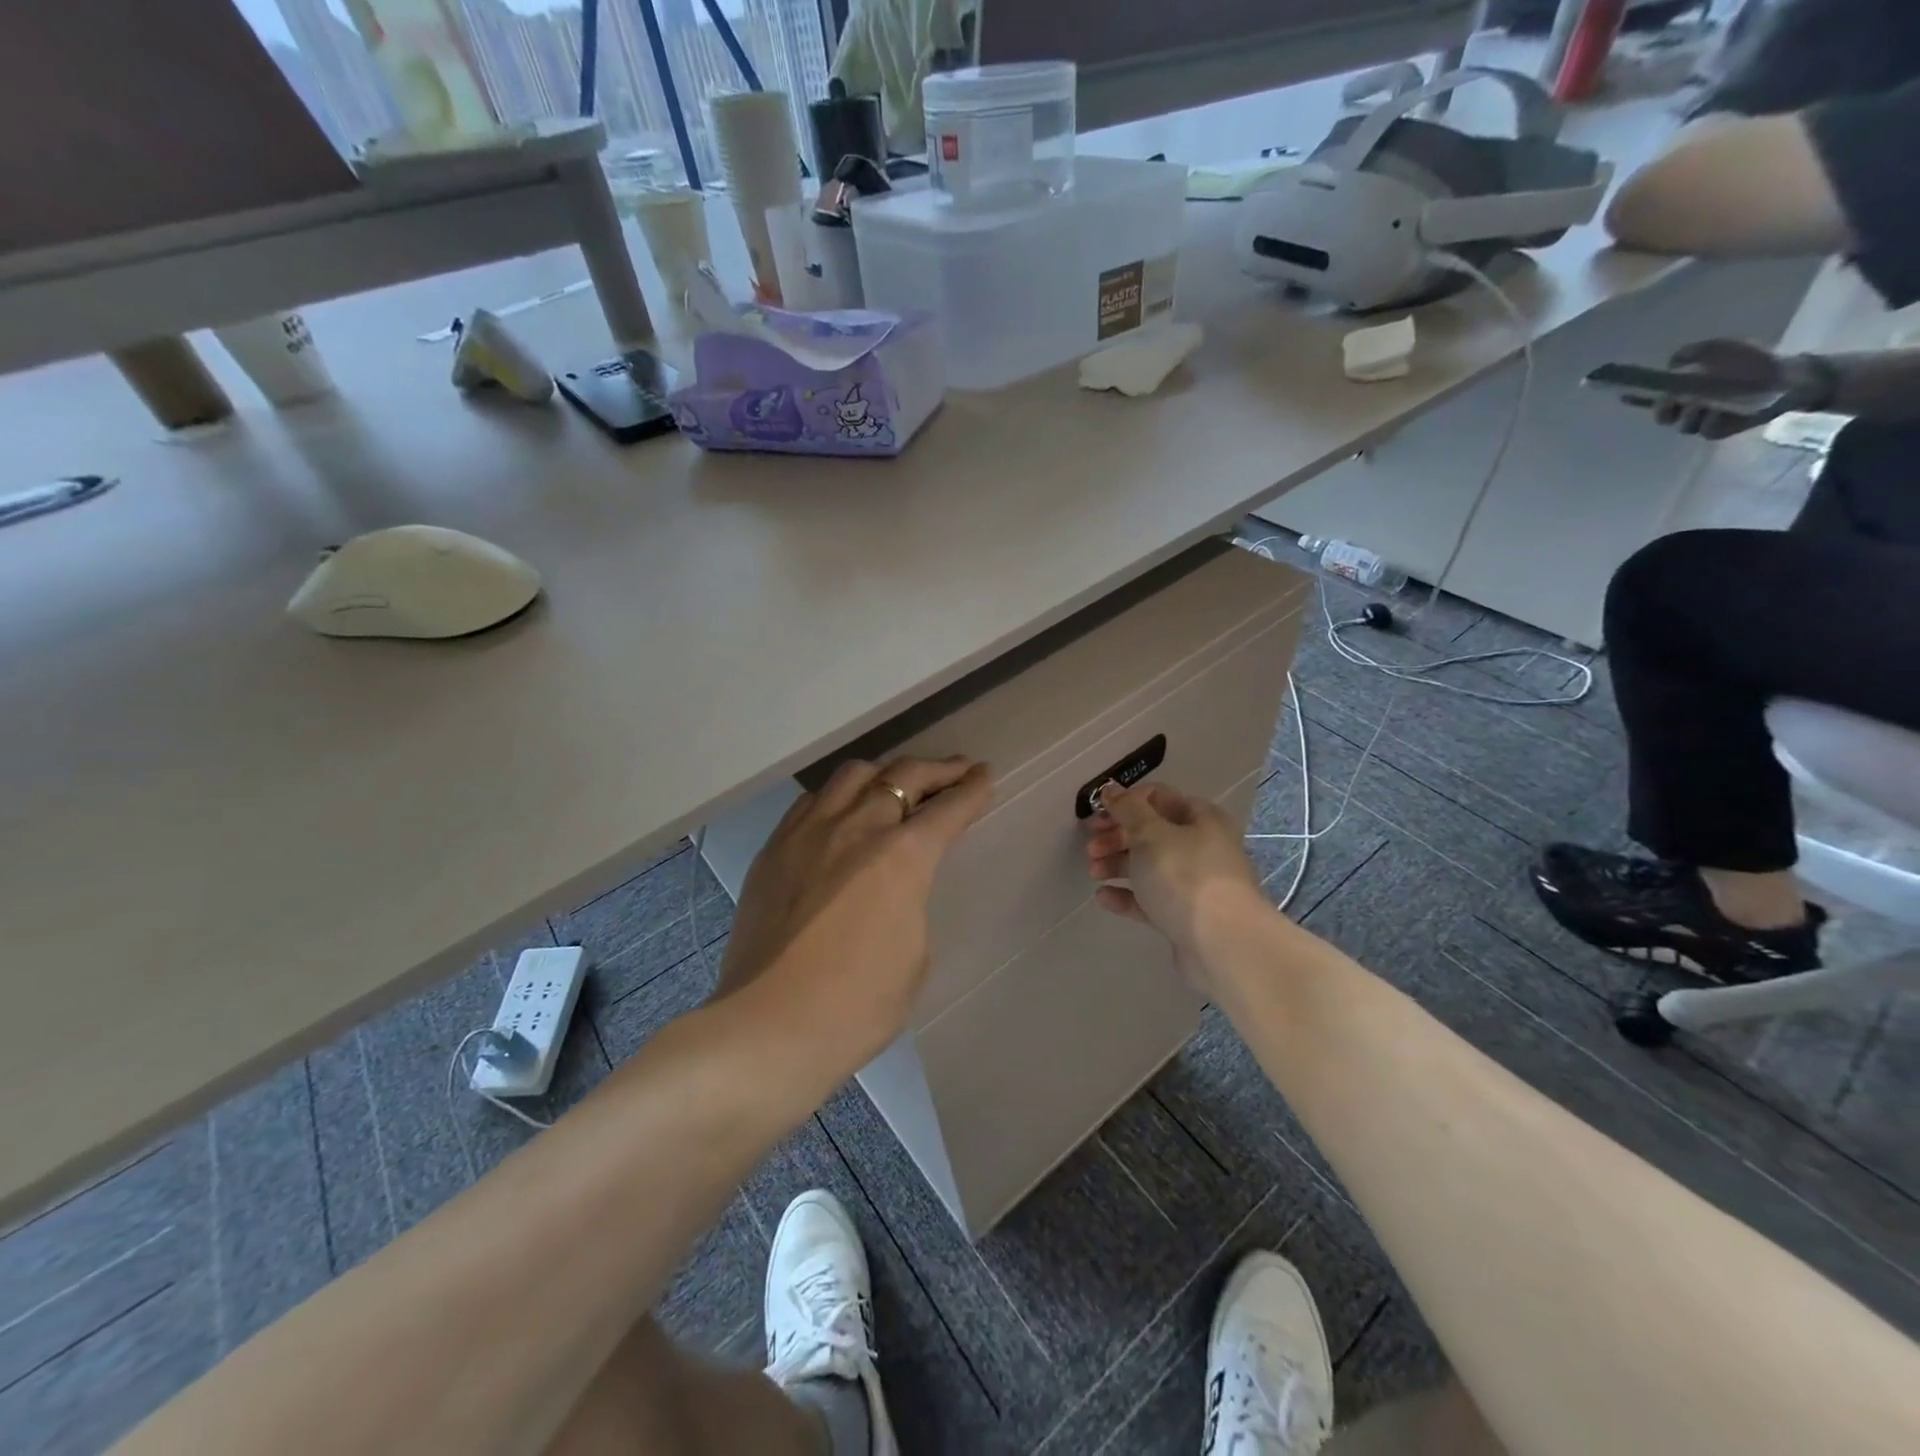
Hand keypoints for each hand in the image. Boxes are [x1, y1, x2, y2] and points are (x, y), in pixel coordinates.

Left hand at [718, 755, 991, 1072]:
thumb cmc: (857, 1006)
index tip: (984, 774)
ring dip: (886, 772)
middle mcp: (857, 827)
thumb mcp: (915, 956)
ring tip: (898, 783)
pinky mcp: (774, 848)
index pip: (949, 808)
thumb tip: (896, 885)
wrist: (768, 1027)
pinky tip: (843, 811)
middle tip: (957, 770)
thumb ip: (912, 902)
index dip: (973, 789)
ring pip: (853, 775)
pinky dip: (840, 795)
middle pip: (904, 775)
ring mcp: (809, 832)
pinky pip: (813, 801)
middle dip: (938, 769)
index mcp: (902, 856)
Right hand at [1082, 781, 1262, 972]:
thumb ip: (1127, 809)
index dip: (1126, 802)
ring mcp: (1193, 884)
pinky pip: (1149, 899)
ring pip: (1149, 866)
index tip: (1098, 814)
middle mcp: (1201, 847)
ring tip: (1094, 872)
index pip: (1159, 798)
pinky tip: (1103, 897)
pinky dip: (1126, 896)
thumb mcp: (1151, 834)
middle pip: (1151, 833)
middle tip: (1091, 847)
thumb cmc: (1185, 876)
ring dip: (1118, 864)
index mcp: (1201, 819)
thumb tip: (1111, 789)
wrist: (1221, 944)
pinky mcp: (1183, 917)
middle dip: (1117, 836)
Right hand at [1627, 339, 1832, 439]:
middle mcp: (1686, 408)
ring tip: (1700, 403)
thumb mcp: (1721, 349)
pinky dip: (1709, 421)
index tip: (1621, 393)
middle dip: (1662, 409)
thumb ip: (1694, 352)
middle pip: (1661, 415)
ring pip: (1680, 424)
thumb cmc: (1751, 361)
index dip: (1634, 397)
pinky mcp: (1718, 431)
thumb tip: (1671, 363)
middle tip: (1669, 400)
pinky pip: (1705, 430)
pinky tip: (1717, 412)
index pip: (1650, 396)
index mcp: (1682, 390)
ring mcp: (1701, 421)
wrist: (1788, 376)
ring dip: (1687, 414)